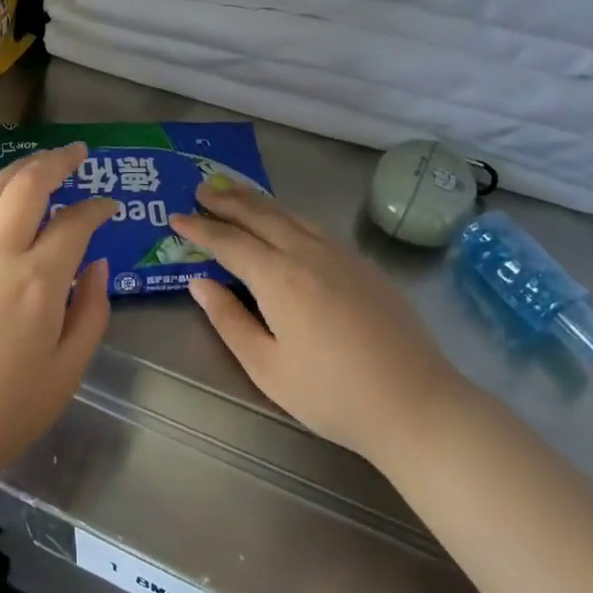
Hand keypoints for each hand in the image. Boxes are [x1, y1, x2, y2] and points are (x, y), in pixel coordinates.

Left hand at [0, 143, 116, 495]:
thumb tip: (98, 265)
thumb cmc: (2, 414)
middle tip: (77, 154)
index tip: (110, 207)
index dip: (97, 209)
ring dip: (19, 170)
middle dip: (57, 161)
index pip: (75, 224)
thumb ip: (92, 312)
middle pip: (28, 185)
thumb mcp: (67, 373)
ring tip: (39, 164)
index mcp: (38, 283)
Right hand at [172, 185, 457, 463]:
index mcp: (279, 278)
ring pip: (291, 215)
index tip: (176, 217)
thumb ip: (229, 320)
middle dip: (227, 201)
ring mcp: (341, 255)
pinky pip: (315, 226)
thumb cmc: (332, 395)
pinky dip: (288, 215)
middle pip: (261, 216)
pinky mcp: (364, 265)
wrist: (416, 403)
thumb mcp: (267, 368)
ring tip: (235, 192)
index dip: (200, 229)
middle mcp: (308, 254)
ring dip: (258, 201)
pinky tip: (284, 221)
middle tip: (200, 189)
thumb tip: (200, 282)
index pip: (229, 242)